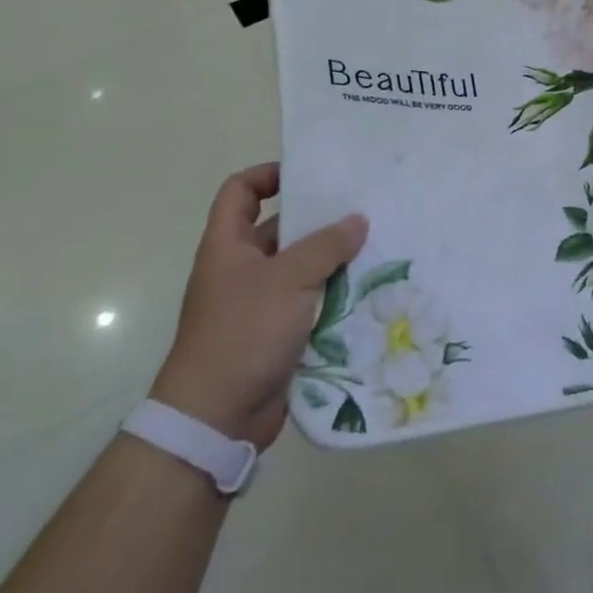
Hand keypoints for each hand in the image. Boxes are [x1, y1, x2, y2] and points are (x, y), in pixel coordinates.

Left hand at [150, 164, 366, 447]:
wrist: (217, 416)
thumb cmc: (244, 332)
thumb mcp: (288, 279)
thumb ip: (325, 246)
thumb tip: (357, 220)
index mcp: (228, 246)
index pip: (240, 192)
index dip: (267, 175)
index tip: (308, 175)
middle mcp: (240, 269)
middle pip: (278, 229)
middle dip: (317, 220)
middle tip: (361, 209)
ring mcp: (258, 303)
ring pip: (300, 268)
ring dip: (332, 260)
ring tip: (375, 246)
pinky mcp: (276, 334)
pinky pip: (309, 303)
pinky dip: (333, 296)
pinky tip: (368, 290)